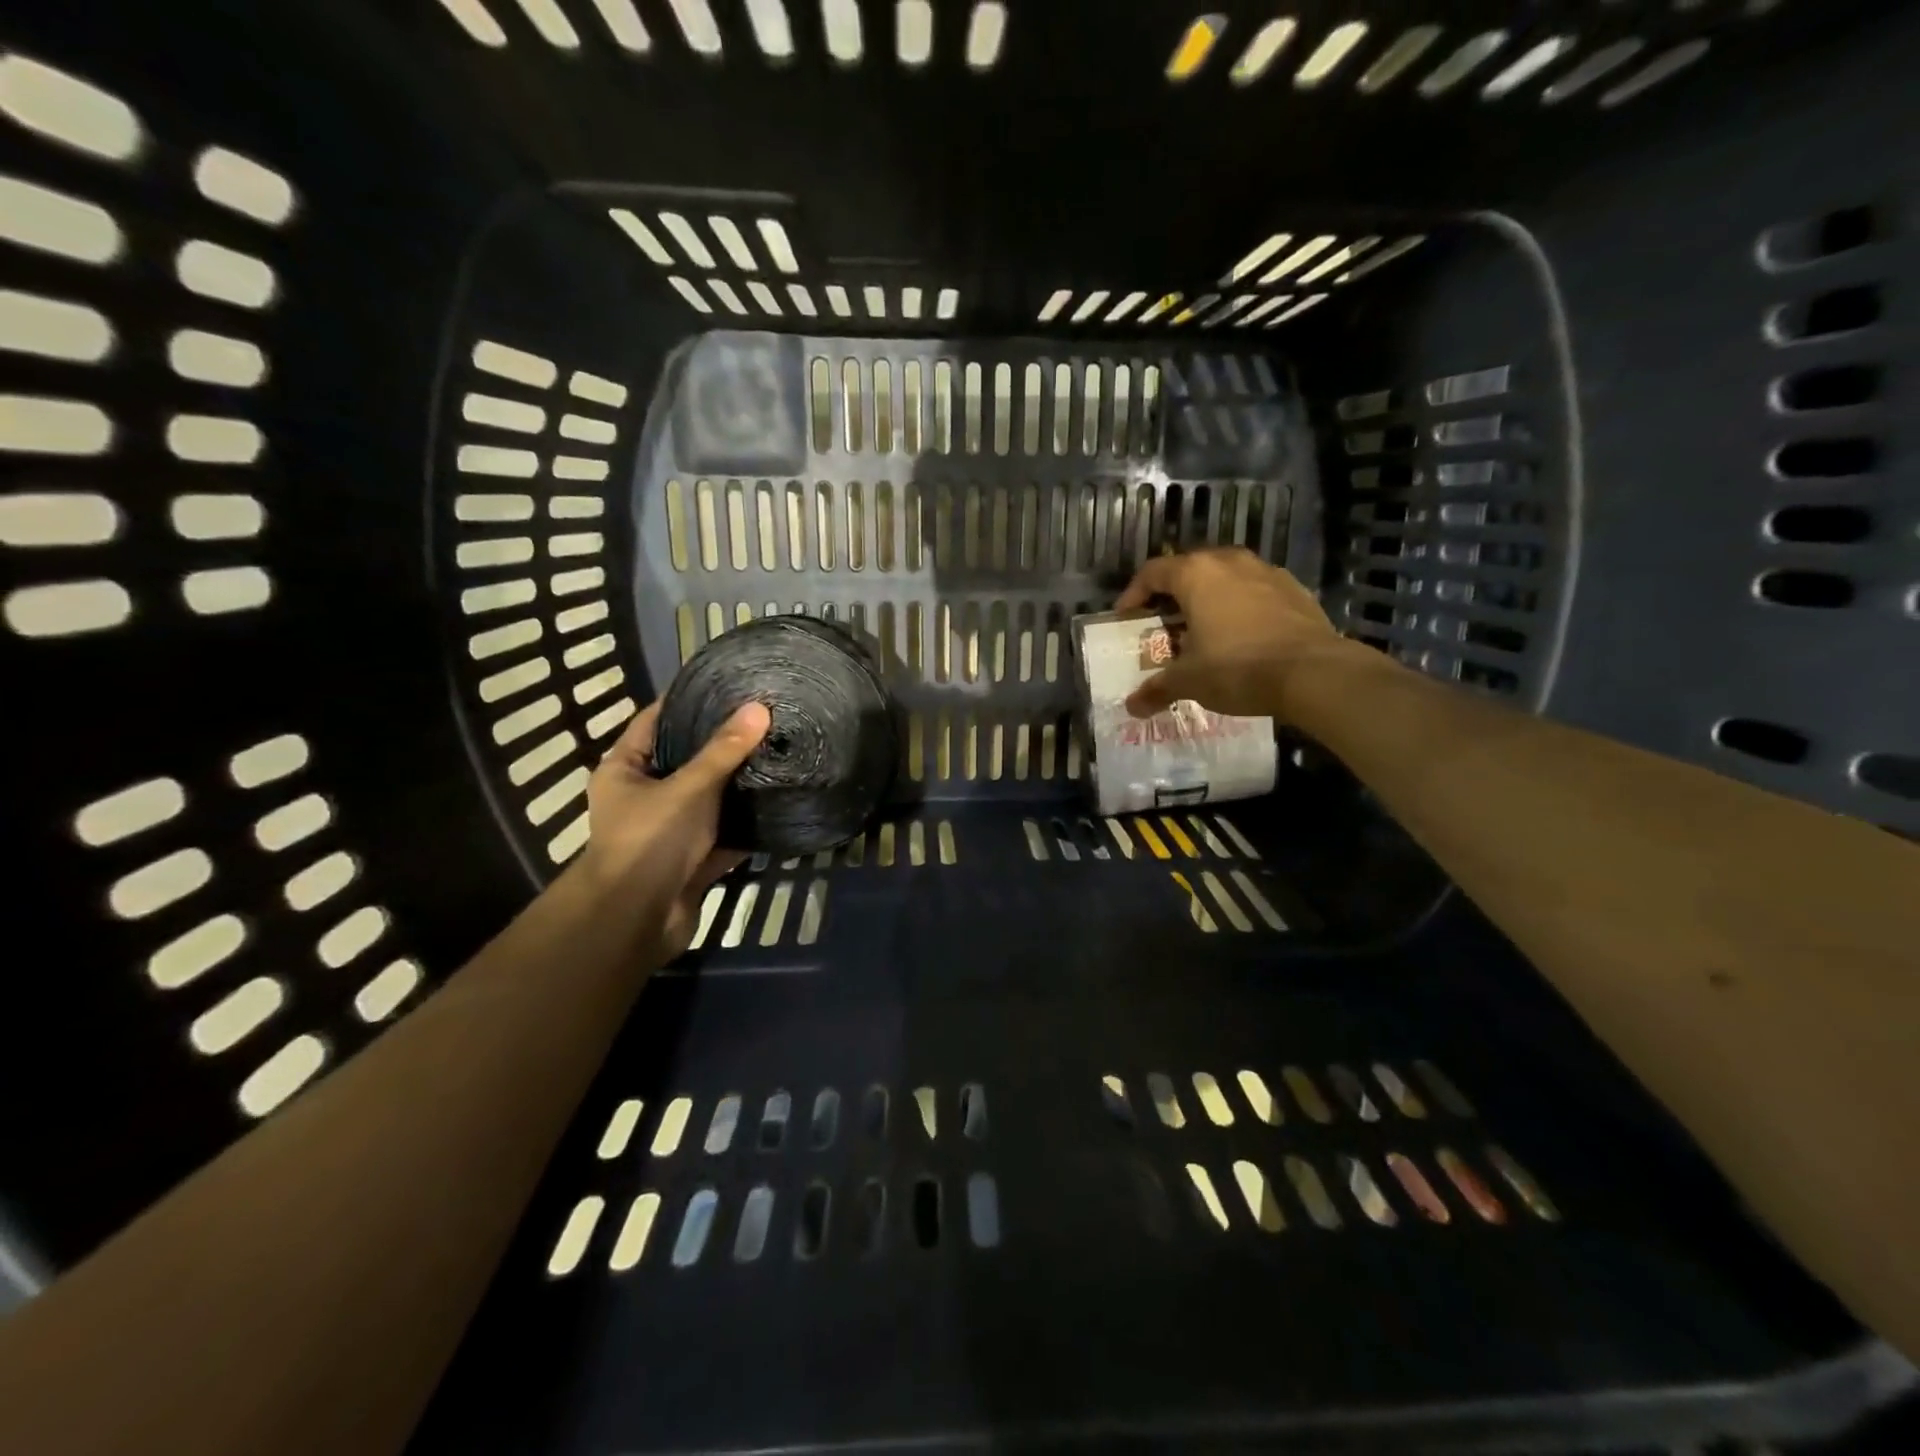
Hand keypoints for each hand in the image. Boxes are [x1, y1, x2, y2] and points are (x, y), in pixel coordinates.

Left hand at [581, 699, 770, 957]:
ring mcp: (669, 830)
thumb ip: (724, 751)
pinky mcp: (693, 860)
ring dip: (738, 786)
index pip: (654, 721)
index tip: (724, 685)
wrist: (638, 919)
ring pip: (709, 800)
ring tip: (777, 753)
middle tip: (762, 719)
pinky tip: (779, 803)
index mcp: (624, 770)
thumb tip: (758, 708)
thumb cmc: (650, 840)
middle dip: (722, 744)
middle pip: (686, 760)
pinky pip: (725, 835)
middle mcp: (644, 797)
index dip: (686, 702)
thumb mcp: (689, 787)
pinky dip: (747, 825)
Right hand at [1115, 548, 1366, 719]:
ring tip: (1203, 630)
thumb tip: (1132, 706)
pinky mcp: (1295, 589)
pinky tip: (1241, 636)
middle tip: (1163, 624)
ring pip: (1226, 578)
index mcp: (1197, 574)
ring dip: (1209, 599)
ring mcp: (1267, 572)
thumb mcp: (1189, 681)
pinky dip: (1241, 607)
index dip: (1134, 593)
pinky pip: (1255, 592)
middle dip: (1172, 595)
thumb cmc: (1237, 667)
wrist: (1313, 673)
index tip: (1126, 616)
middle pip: (1190, 569)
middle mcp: (1230, 562)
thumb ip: (1158, 688)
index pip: (1153, 572)